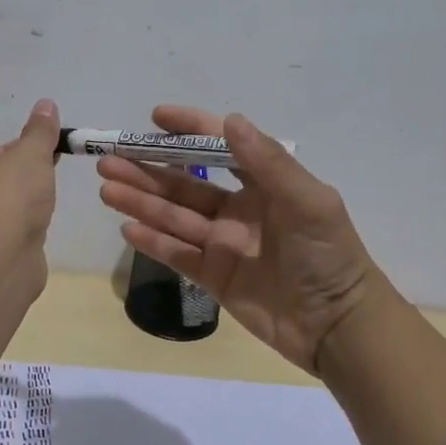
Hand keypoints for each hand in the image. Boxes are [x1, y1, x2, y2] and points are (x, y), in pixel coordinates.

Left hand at [0, 98, 60, 240]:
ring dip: (23, 212)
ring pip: (3, 215)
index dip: (25, 152)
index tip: (50, 153)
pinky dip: (24, 237)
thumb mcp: (30, 154)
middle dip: (24, 183)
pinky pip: (10, 241)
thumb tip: (46, 104)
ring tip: (46, 210)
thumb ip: (40, 132)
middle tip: (51, 181)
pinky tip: (37, 237)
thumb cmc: (8, 197)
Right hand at [96, 105, 383, 375]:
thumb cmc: (328, 256)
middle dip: (147, 169)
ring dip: (141, 201)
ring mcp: (223, 244)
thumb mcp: (308, 202)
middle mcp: (238, 209)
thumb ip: (268, 162)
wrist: (338, 327)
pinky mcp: (214, 277)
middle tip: (109, 158)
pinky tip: (127, 227)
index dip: (189, 129)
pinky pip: (176, 255)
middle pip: (184, 183)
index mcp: (263, 184)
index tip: (155, 117)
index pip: (219, 148)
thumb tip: (231, 119)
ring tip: (107, 188)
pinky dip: (153, 241)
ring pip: (173, 217)